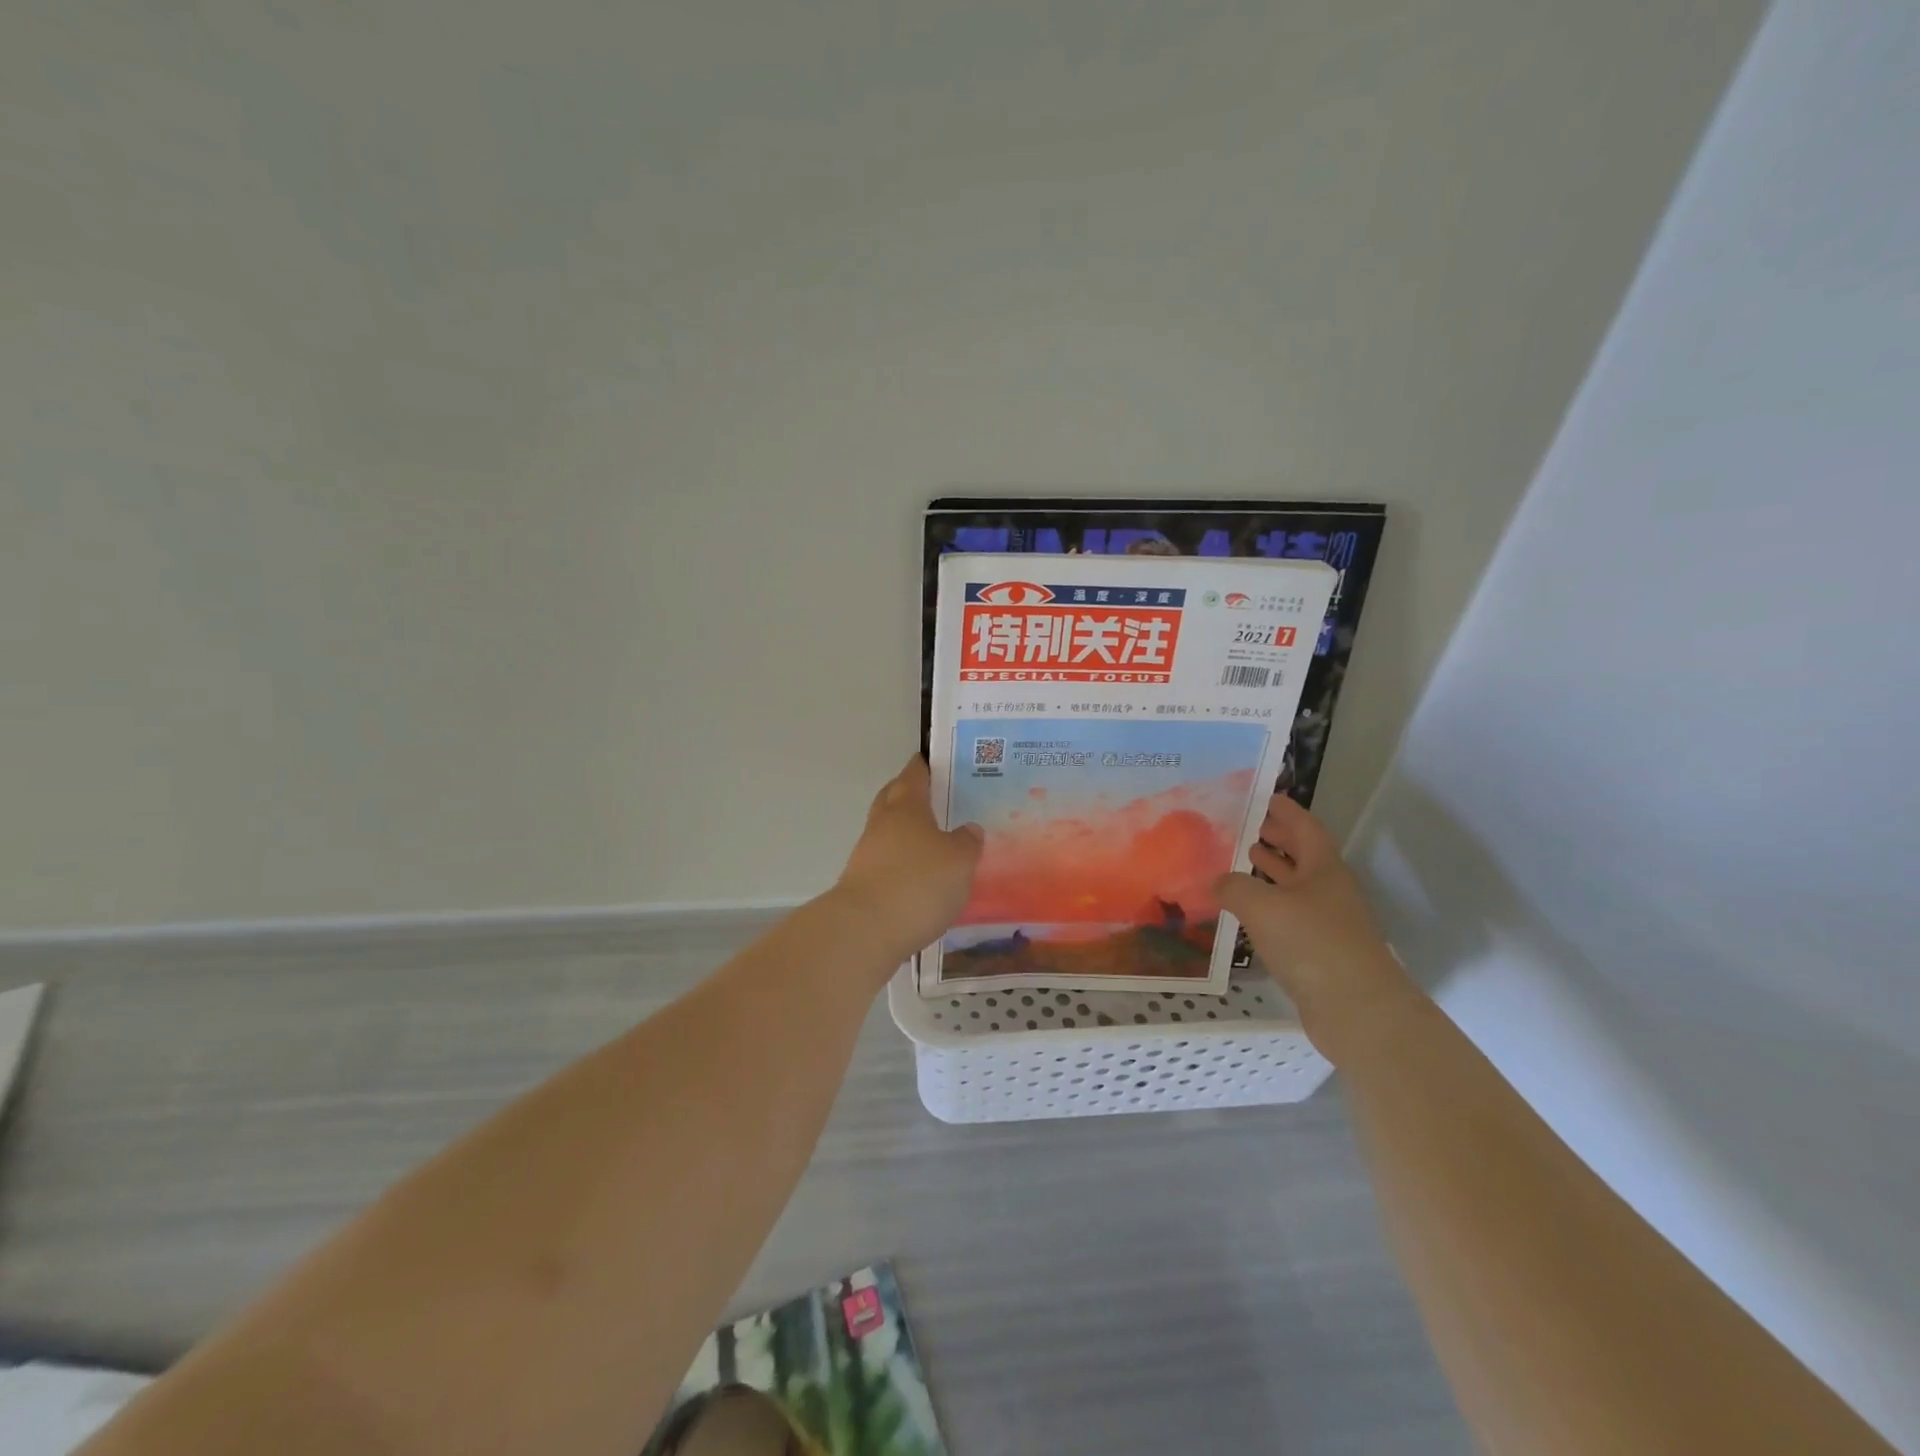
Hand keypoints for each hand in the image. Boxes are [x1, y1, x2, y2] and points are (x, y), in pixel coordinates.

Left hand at [831, 757, 983, 961]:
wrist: (865, 931)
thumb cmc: (918, 883)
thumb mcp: (960, 861)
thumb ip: (967, 842)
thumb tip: (968, 829)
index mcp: (906, 806)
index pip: (915, 774)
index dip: (926, 766)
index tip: (938, 761)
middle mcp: (882, 823)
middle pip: (893, 798)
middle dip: (910, 794)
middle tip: (937, 797)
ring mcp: (867, 854)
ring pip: (888, 832)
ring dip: (907, 833)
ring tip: (936, 843)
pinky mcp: (862, 884)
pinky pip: (886, 862)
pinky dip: (902, 863)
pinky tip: (920, 877)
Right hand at [1214, 794, 1421, 1058]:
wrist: (1357, 1010)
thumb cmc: (1312, 944)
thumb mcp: (1262, 906)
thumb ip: (1233, 886)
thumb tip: (1216, 880)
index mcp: (1323, 868)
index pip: (1304, 827)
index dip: (1285, 811)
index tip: (1263, 796)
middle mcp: (1329, 890)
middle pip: (1303, 855)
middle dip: (1276, 838)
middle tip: (1245, 825)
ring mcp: (1327, 922)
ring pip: (1296, 886)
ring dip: (1271, 871)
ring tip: (1241, 859)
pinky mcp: (1320, 952)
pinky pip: (1290, 916)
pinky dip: (1268, 906)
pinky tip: (1245, 910)